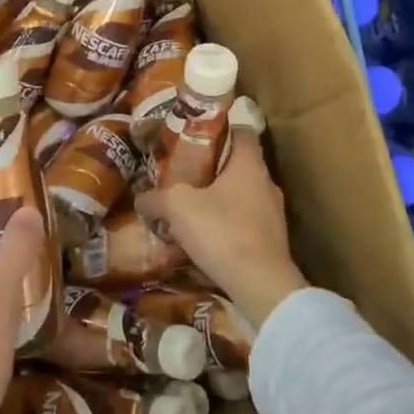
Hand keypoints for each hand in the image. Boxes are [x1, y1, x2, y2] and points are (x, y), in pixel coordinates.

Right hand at [138, 127, 306, 328]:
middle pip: (238, 165)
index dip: (221, 127)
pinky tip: (203, 238)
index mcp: (250, 165)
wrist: (261, 286)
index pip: (242, 131)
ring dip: (218, 200)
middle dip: (212, 168)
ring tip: (189, 207)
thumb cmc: (222, 231)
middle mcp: (267, 184)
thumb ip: (156, 198)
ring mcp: (273, 215)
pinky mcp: (271, 242)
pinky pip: (244, 223)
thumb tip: (140, 198)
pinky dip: (225, 225)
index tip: (197, 132)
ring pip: (241, 196)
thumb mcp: (178, 207)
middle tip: (183, 172)